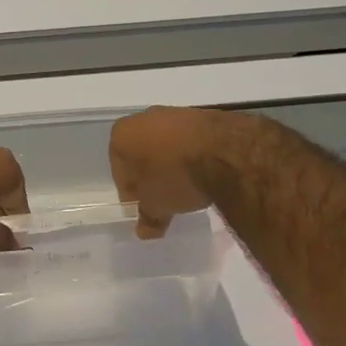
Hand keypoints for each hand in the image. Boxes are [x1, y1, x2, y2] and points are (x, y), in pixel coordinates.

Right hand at [109, 106, 238, 237]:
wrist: (225, 151)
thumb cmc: (175, 177)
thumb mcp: (157, 205)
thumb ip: (148, 217)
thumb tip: (144, 231)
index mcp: (121, 135)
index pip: (120, 172)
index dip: (132, 195)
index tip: (146, 209)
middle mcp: (143, 118)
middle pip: (142, 156)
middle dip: (152, 177)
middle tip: (165, 200)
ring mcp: (174, 114)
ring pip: (166, 147)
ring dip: (172, 166)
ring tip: (188, 189)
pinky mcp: (202, 116)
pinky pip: (189, 142)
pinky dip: (192, 156)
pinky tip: (204, 174)